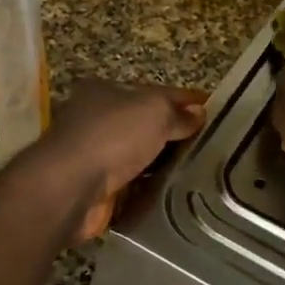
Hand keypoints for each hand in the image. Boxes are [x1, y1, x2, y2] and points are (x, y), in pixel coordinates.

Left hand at [36, 80, 207, 238]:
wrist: (71, 188)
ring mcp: (96, 156)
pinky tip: (176, 193)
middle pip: (146, 124)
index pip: (155, 91)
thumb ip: (178, 112)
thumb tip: (199, 114)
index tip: (213, 110)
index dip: (185, 99)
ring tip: (202, 170)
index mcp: (106, 91)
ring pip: (140, 157)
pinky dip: (151, 188)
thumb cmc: (113, 136)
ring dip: (164, 164)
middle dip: (176, 133)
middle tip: (212, 145)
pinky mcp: (98, 189)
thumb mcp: (154, 111)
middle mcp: (97, 120)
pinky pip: (133, 186)